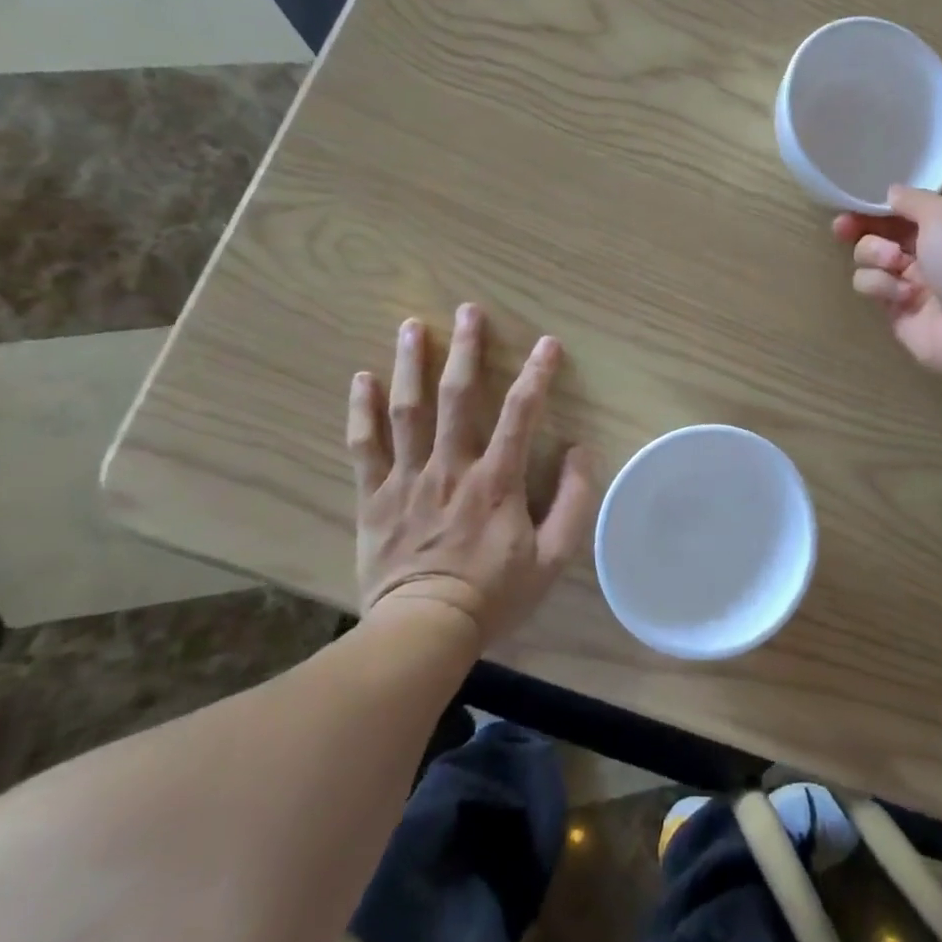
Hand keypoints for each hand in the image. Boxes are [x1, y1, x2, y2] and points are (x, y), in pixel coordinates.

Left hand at [346, 303, 598, 643]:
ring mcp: (408, 479)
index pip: (522, 413)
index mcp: (496, 481)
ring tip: (413, 326)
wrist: (422, 631)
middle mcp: (451, 468)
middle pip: (458, 397)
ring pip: (408, 411)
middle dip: (466, 349)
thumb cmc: (493, 594)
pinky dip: (362, 410)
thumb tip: (580, 451)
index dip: (537, 374)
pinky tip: (362, 378)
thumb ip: (574, 502)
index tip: (547, 343)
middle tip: (469, 310)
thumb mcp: (553, 558)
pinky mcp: (374, 496)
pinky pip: (364, 446)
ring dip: (411, 365)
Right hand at [834, 186, 941, 377]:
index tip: (864, 197)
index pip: (917, 203)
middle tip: (843, 226)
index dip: (890, 200)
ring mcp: (917, 280)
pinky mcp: (898, 309)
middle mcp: (938, 249)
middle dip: (864, 226)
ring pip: (872, 256)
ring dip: (875, 254)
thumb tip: (891, 193)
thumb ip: (913, 199)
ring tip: (893, 264)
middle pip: (888, 229)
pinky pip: (872, 286)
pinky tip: (902, 296)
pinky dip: (881, 286)